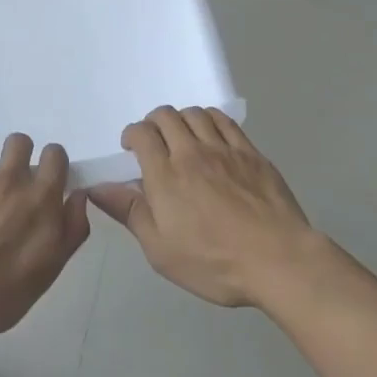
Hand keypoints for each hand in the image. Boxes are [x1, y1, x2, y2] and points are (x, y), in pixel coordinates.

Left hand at [0, 132, 90, 342]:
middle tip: (9, 178)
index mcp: (41, 196)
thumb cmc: (9, 290)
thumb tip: (78, 194)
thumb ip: (73, 226)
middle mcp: (10, 177)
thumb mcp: (55, 264)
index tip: (44, 177)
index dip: (51, 162)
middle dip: (17, 155)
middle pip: (19, 141)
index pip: (55, 154)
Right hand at [90, 106, 324, 307]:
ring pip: (195, 114)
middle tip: (154, 142)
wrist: (279, 261)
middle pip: (166, 116)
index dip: (132, 134)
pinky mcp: (250, 153)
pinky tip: (210, 134)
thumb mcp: (161, 250)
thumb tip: (97, 188)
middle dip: (153, 123)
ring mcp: (224, 149)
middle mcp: (191, 153)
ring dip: (181, 119)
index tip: (131, 149)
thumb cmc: (214, 262)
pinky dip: (210, 119)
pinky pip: (225, 121)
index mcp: (165, 175)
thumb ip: (129, 213)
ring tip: (182, 137)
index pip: (142, 134)